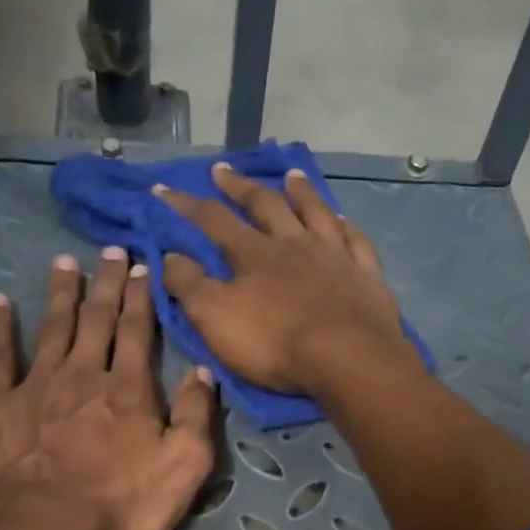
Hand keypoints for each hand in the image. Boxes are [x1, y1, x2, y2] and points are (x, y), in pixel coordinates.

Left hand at [0, 249, 216, 529]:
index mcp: (130, 389)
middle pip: (97, 319)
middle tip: (111, 251)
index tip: (143, 266)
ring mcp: (36, 385)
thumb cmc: (121, 506)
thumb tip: (203, 371)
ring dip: (61, 293)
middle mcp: (84, 374)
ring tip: (64, 262)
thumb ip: (196, 416)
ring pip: (53, 327)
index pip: (139, 331)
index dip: (142, 298)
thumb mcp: (184, 468)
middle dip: (106, 284)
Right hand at [156, 164, 421, 396]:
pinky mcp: (366, 276)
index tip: (163, 188)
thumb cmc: (274, 343)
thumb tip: (170, 255)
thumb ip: (189, 285)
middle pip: (265, 206)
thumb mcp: (215, 318)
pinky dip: (346, 228)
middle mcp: (294, 244)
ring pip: (315, 214)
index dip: (186, 205)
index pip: (213, 220)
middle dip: (239, 187)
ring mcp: (335, 256)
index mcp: (254, 254)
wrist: (346, 359)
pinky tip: (343, 220)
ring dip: (300, 193)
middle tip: (222, 169)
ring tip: (291, 176)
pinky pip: (355, 242)